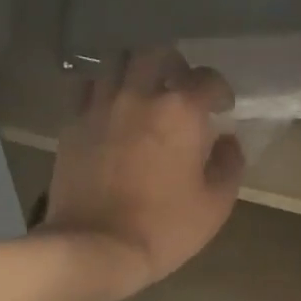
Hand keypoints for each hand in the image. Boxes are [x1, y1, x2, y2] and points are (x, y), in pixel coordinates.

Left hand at [43, 46, 244, 298]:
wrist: (96, 247)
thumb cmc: (164, 228)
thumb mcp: (214, 205)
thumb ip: (228, 165)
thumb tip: (227, 141)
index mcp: (181, 111)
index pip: (207, 78)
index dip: (219, 90)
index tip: (221, 107)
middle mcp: (139, 95)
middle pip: (157, 53)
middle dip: (174, 64)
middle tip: (178, 88)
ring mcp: (100, 106)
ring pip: (116, 62)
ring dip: (134, 71)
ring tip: (141, 92)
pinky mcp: (72, 124)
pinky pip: (87, 89)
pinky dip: (102, 90)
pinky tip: (109, 109)